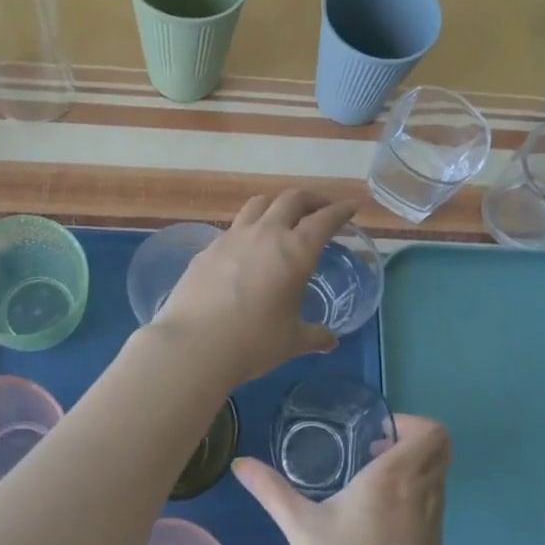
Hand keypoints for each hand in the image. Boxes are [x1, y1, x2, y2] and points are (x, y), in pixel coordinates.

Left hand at [150, 191, 359, 387]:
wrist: (194, 345)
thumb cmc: (253, 343)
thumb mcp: (292, 342)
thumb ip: (314, 336)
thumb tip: (330, 340)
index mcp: (295, 251)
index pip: (324, 220)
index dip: (341, 210)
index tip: (351, 207)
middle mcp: (265, 234)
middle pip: (291, 199)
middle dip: (311, 199)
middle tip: (320, 209)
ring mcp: (232, 237)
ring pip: (259, 204)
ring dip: (276, 204)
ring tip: (282, 216)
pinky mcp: (207, 249)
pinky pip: (234, 227)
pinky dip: (249, 228)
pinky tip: (247, 247)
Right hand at [234, 415, 449, 544]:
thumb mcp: (301, 529)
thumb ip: (271, 491)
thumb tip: (240, 462)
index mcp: (396, 478)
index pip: (432, 432)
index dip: (411, 423)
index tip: (376, 435)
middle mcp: (423, 493)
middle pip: (440, 449)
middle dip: (412, 441)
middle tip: (373, 451)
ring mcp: (434, 523)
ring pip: (437, 477)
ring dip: (413, 469)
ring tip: (370, 484)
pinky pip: (433, 504)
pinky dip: (415, 496)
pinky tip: (377, 520)